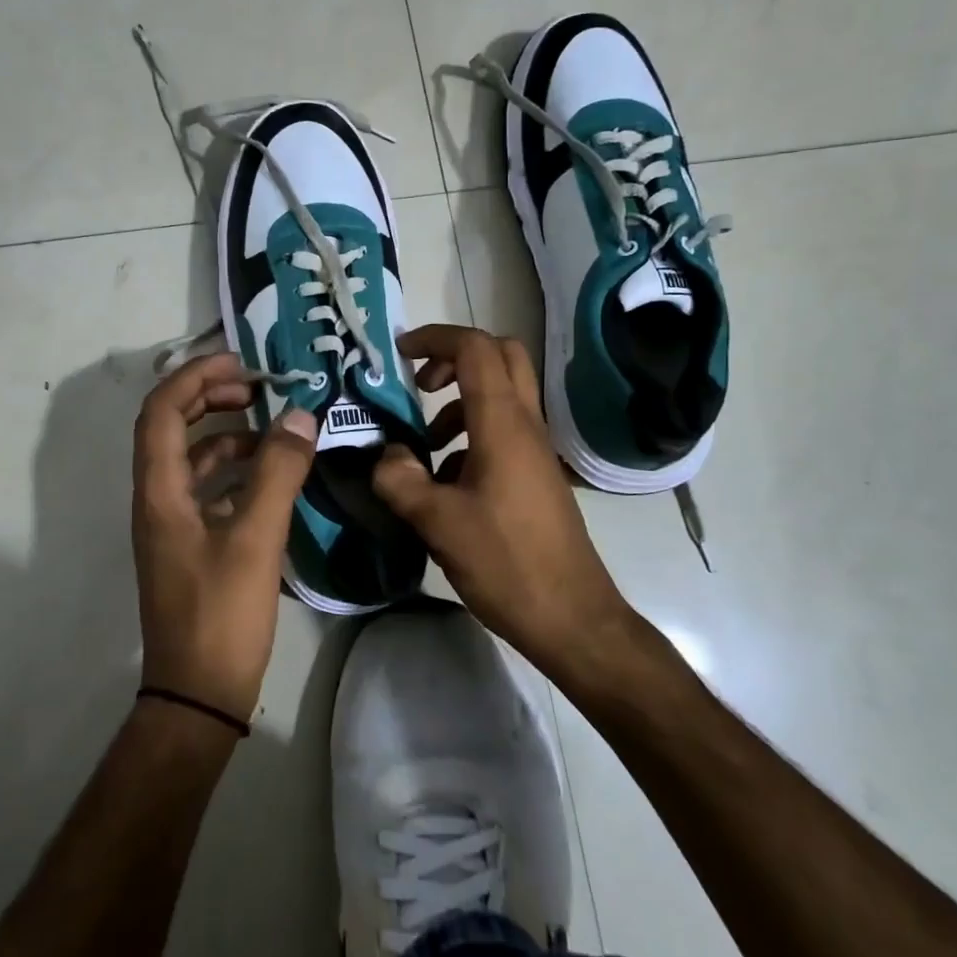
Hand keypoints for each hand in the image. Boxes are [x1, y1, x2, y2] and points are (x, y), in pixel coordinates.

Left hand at [132, 351, 317, 721]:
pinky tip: (271, 478)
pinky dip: (234, 472)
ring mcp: (171, 525)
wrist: (198, 696)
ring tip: (273, 430)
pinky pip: (207, 490)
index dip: (195, 377)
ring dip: (225, 435)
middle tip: (256, 388)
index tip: (241, 363)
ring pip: (191, 459)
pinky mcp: (189, 545)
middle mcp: (157, 500)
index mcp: (160, 492)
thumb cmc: (221, 616)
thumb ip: (278, 473)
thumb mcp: (256, 539)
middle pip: (171, 427)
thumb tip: (299, 416)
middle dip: (209, 397)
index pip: (161, 411)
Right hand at [371, 325, 626, 671]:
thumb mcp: (438, 522)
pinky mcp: (534, 476)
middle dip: (455, 357)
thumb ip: (400, 479)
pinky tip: (443, 483)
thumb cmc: (506, 563)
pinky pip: (501, 432)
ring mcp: (534, 450)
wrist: (572, 617)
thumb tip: (385, 455)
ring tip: (421, 446)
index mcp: (503, 424)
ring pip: (500, 396)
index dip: (435, 338)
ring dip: (458, 403)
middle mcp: (524, 425)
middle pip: (501, 356)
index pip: (475, 349)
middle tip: (419, 384)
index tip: (399, 354)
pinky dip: (469, 437)